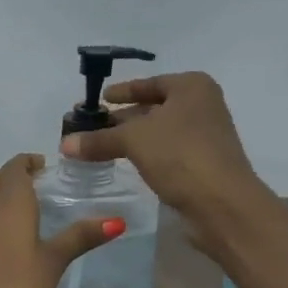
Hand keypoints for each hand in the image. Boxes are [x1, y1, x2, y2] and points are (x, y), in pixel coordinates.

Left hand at [0, 153, 121, 287]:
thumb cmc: (12, 287)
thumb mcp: (52, 263)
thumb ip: (79, 239)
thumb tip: (117, 219)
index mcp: (12, 207)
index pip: (14, 169)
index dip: (28, 161)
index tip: (46, 164)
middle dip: (15, 174)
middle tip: (40, 181)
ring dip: (6, 196)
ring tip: (33, 209)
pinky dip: (0, 220)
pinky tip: (15, 241)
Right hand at [59, 71, 270, 259]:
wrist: (222, 203)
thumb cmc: (180, 155)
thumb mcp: (133, 140)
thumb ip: (98, 139)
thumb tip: (65, 144)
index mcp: (192, 87)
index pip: (150, 84)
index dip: (122, 91)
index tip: (100, 99)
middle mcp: (203, 106)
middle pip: (154, 107)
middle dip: (123, 118)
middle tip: (92, 126)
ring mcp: (205, 136)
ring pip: (159, 132)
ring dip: (133, 139)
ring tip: (101, 147)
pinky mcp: (203, 164)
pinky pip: (167, 152)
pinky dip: (146, 155)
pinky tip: (127, 163)